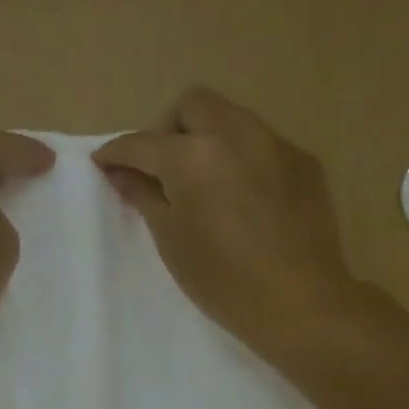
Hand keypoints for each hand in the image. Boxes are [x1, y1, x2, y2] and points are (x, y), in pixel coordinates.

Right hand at [94, 87, 352, 363]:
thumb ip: (144, 196)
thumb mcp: (171, 240)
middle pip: (193, 105)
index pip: (143, 143)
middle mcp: (236, 135)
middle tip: (161, 168)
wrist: (299, 302)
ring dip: (207, 137)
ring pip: (232, 118)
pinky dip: (241, 158)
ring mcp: (276, 145)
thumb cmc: (222, 280)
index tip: (104, 163)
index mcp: (193, 157)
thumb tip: (121, 173)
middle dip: (168, 128)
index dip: (116, 152)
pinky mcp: (304, 162)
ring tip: (203, 181)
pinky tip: (243, 197)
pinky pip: (263, 144)